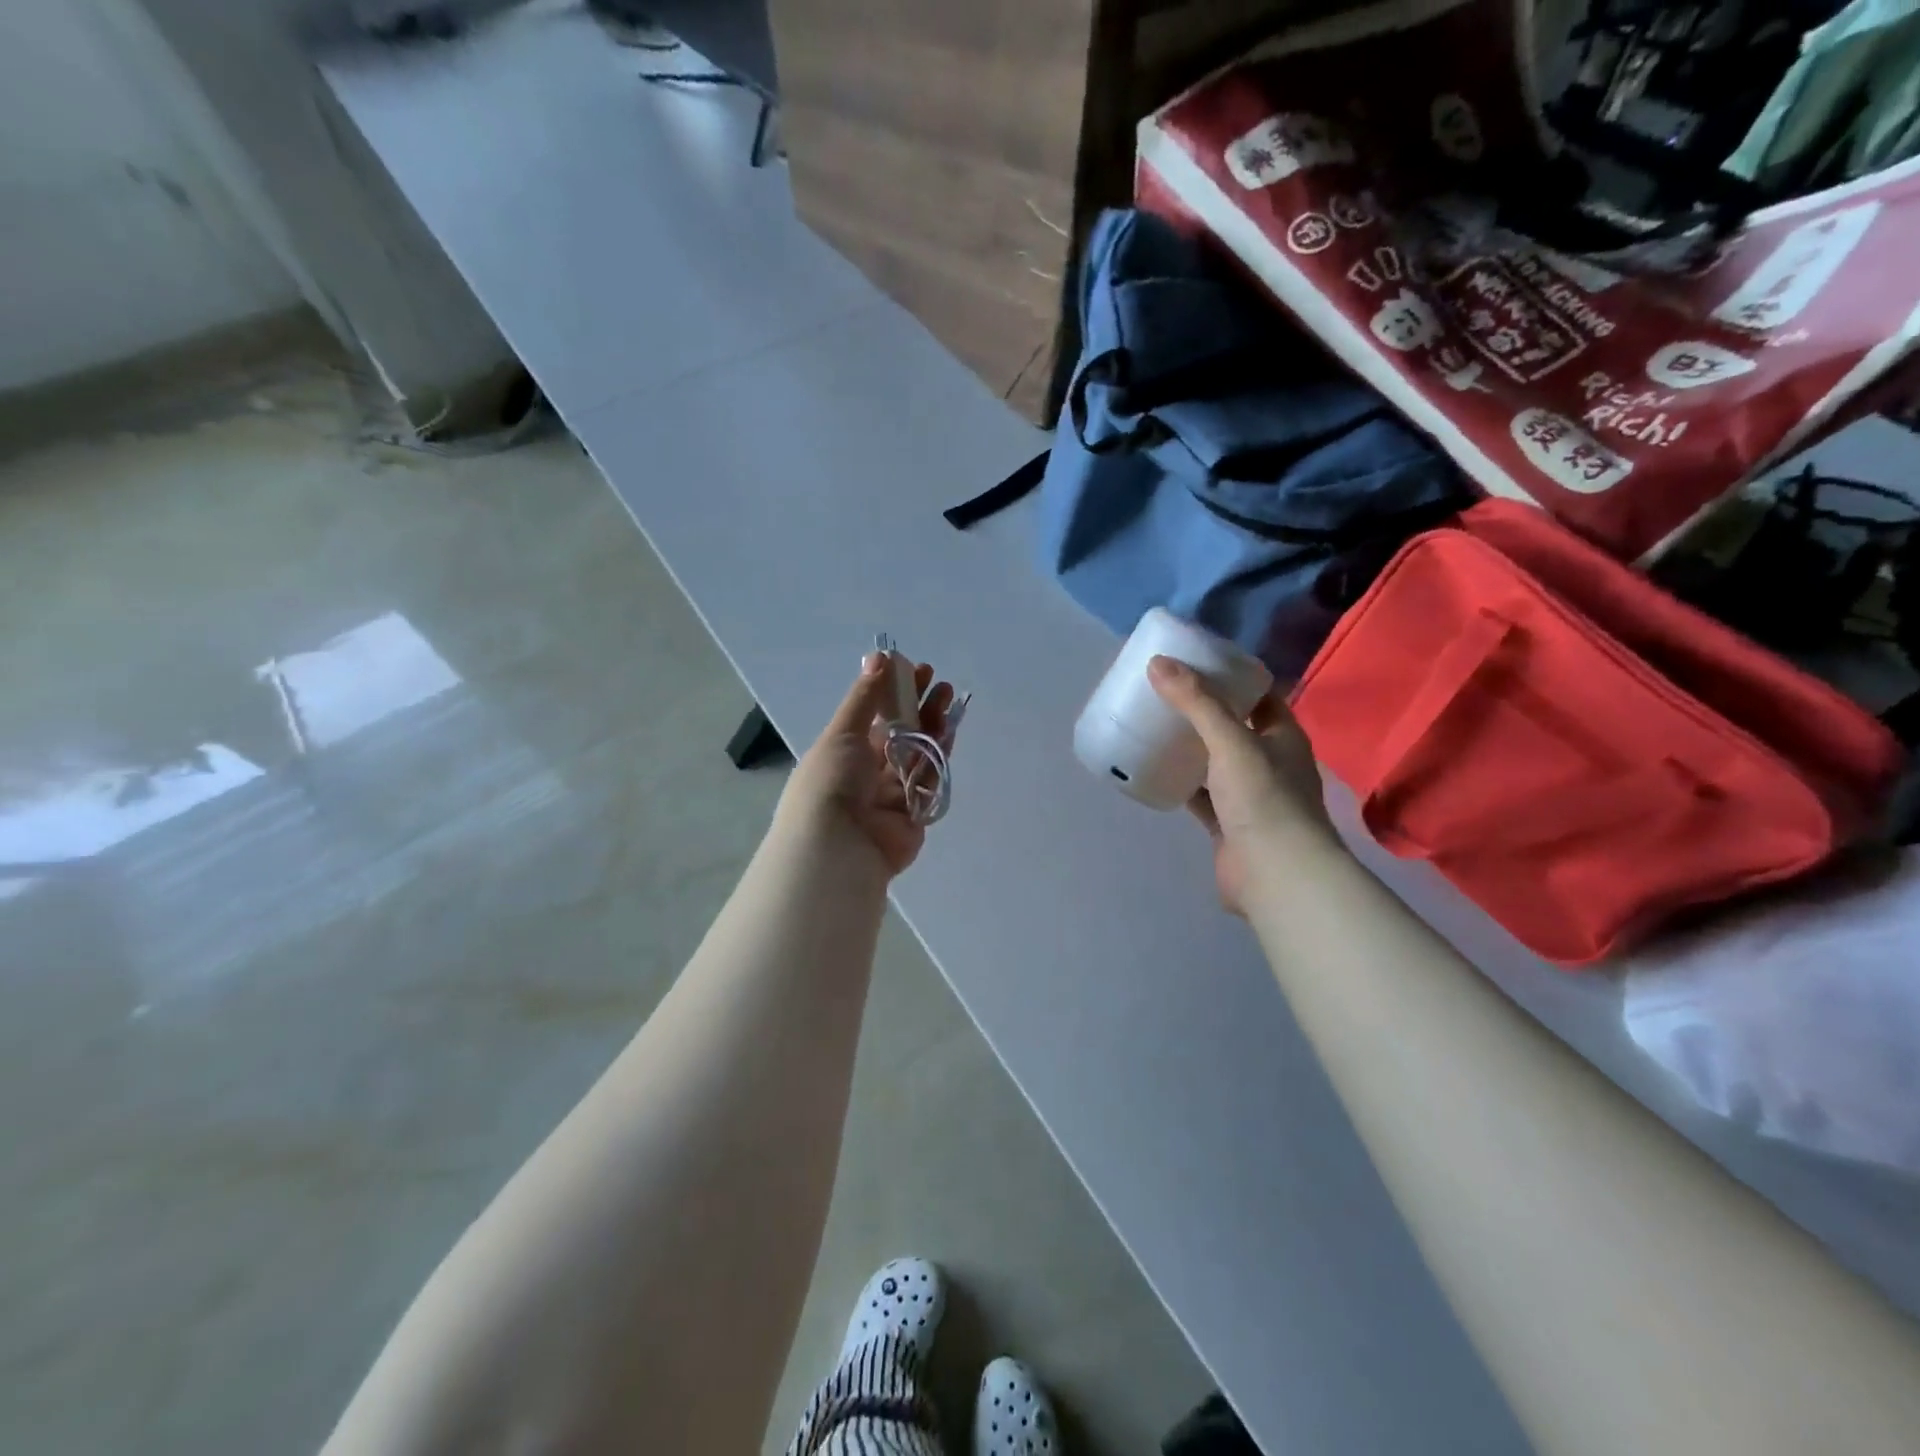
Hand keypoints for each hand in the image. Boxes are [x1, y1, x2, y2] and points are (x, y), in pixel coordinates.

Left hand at [777, 653, 957, 876]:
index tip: (915, 669)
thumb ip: (865, 697)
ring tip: (949, 697)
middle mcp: (868, 772)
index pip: (874, 717)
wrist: (839, 846)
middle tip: (939, 682)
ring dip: (933, 725)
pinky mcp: (915, 812)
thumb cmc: (830, 783)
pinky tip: (950, 728)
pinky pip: (930, 779)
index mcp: (844, 752)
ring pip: (918, 753)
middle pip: (900, 734)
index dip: (893, 693)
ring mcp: (893, 793)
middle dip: (919, 707)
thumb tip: (880, 656)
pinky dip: (940, 754)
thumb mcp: (842, 732)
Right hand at [1148, 656, 1334, 915]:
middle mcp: (1268, 762)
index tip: (1193, 661)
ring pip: (1212, 762)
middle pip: (1231, 726)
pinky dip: (1178, 782)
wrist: (1276, 875)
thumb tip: (1158, 662)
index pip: (1258, 694)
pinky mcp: (1226, 823)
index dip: (1230, 676)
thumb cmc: (1264, 799)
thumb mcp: (1231, 741)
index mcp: (1282, 736)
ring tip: (1149, 723)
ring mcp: (1247, 795)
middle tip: (1161, 691)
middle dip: (1200, 710)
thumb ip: (1196, 702)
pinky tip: (1150, 769)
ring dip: (1187, 746)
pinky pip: (1198, 795)